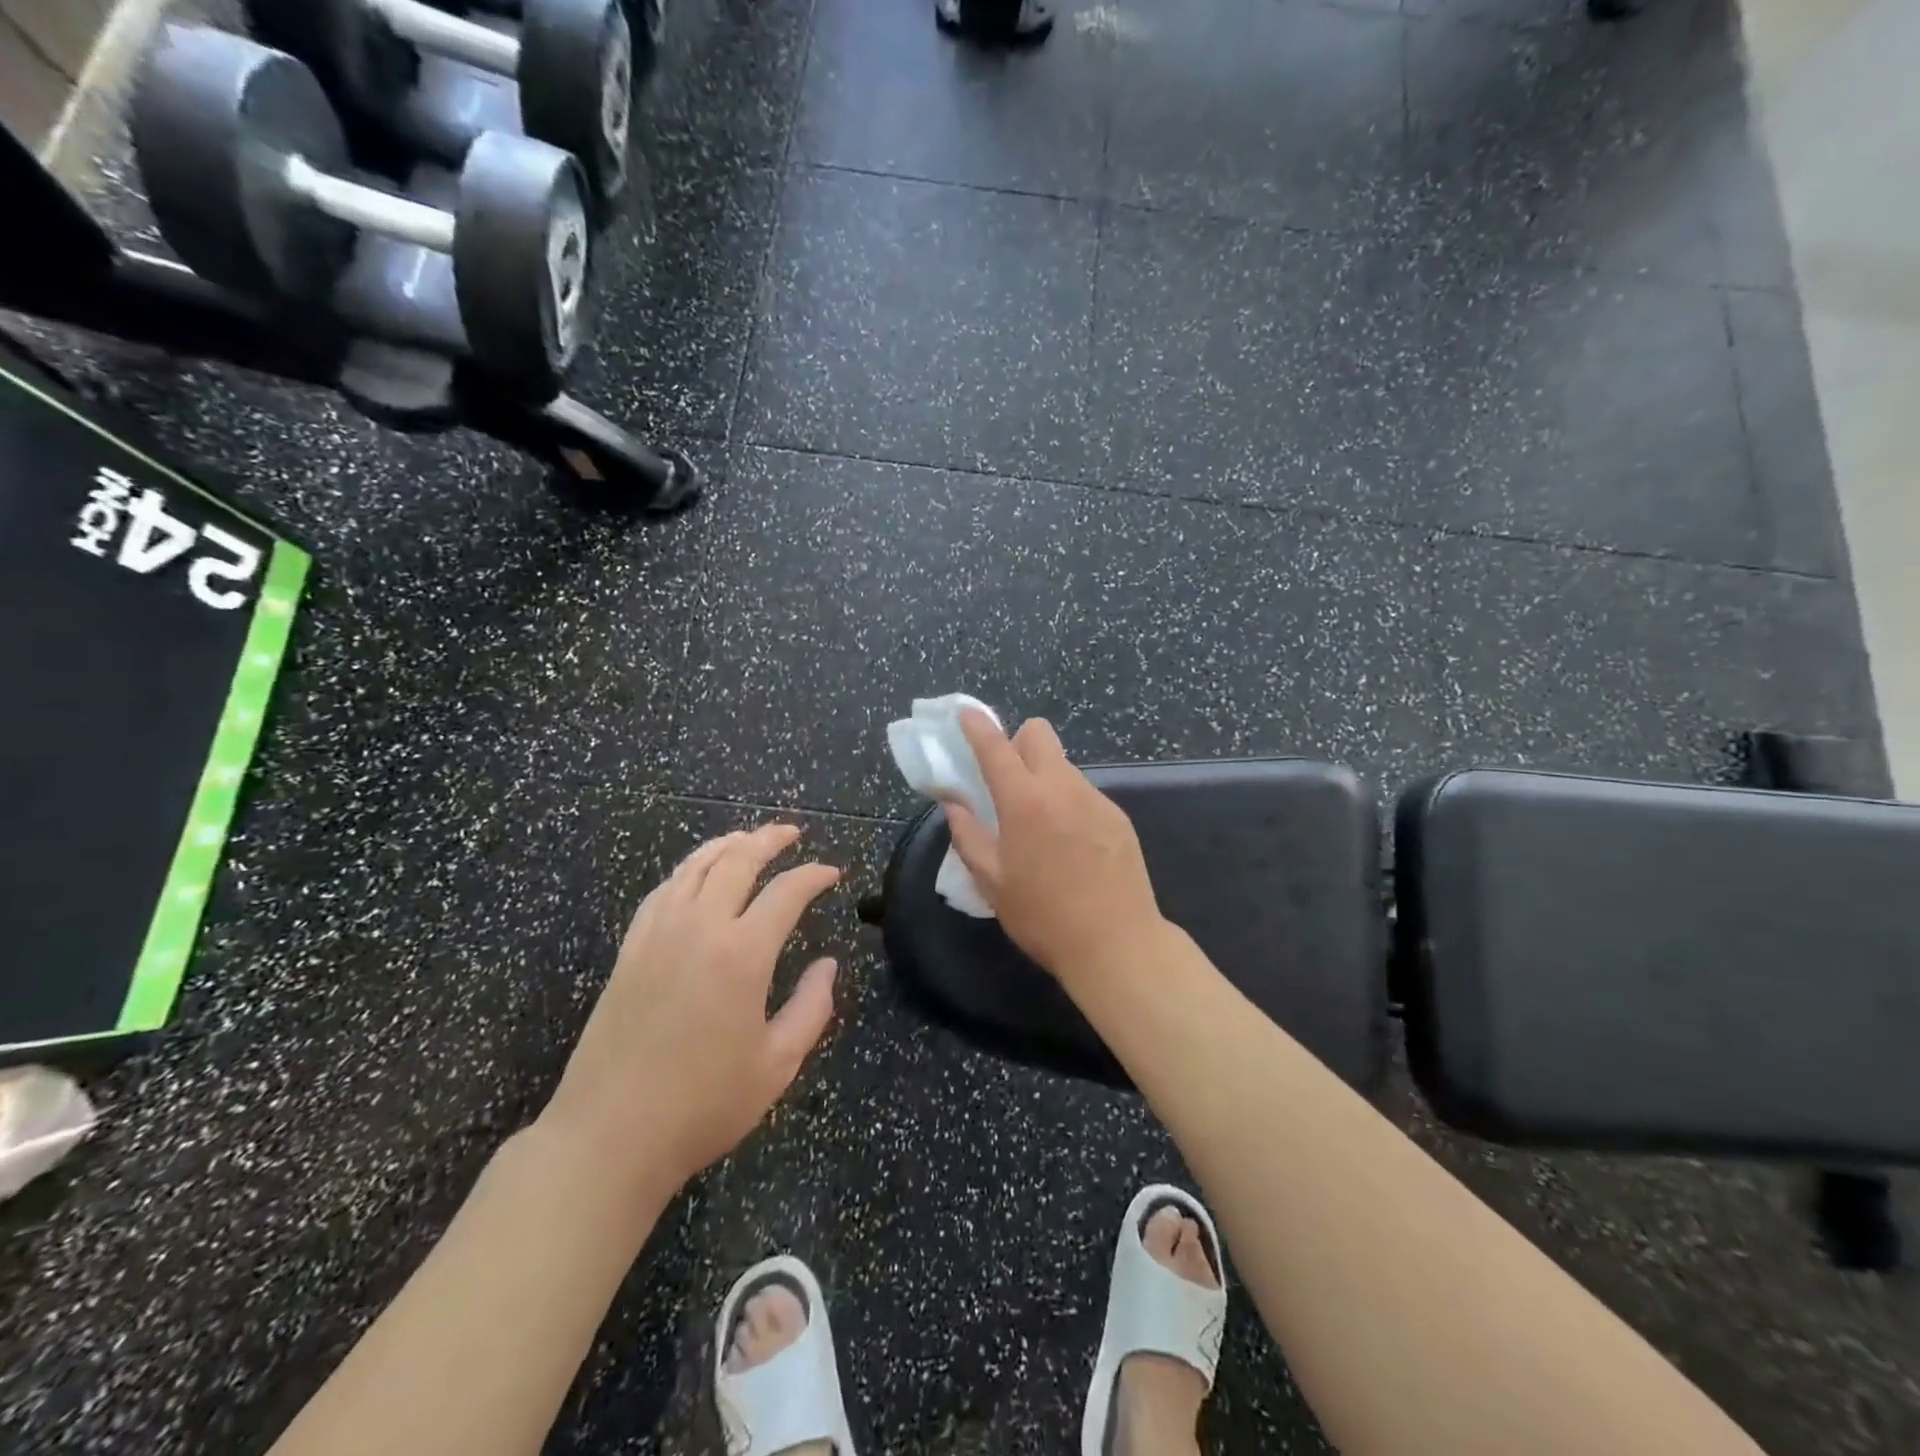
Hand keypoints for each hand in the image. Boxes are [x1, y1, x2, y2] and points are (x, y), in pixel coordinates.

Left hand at [542, 825, 840, 1196]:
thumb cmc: (703, 1104)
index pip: (786, 892)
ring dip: (726, 844)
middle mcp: (699, 928)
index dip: (814, 875)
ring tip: (747, 838)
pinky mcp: (630, 949)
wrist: (609, 1135)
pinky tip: (696, 875)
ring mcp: (658, 934)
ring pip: (695, 866)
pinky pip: (663, 890)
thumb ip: (812, 1008)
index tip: (832, 873)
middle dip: (769, 840)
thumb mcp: (778, 1064)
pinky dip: (688, 870)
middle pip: (738, 860)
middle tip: (792, 834)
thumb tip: (827, 965)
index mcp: (742, 954)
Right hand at [943, 711, 1166, 988]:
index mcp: (1025, 802)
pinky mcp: (1118, 816)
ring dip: (1043, 777)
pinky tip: (1070, 845)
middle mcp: (1062, 788)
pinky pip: (1084, 793)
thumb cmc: (1043, 917)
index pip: (996, 747)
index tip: (966, 714)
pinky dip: (1068, 802)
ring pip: (1062, 765)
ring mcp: (1096, 799)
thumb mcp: (991, 882)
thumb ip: (968, 835)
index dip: (977, 726)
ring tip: (1040, 826)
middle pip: (1039, 734)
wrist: (1117, 944)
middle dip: (1017, 742)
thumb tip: (954, 803)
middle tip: (1007, 780)